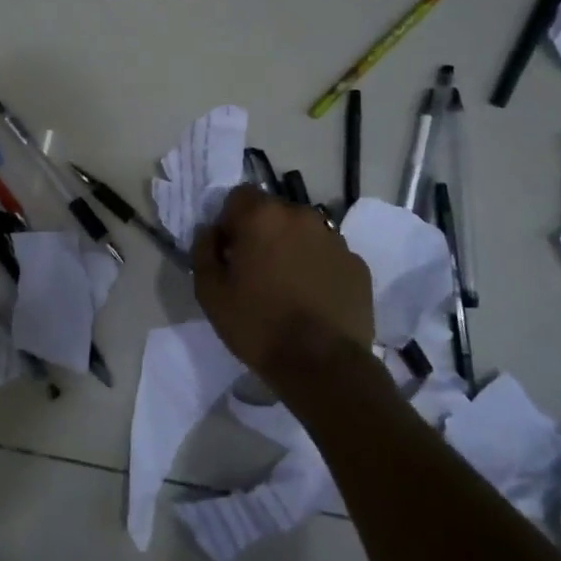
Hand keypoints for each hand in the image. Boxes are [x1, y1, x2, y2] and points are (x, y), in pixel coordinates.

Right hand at [191, 185, 373, 377]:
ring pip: (303, 232)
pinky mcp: (357, 265)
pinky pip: (328, 255)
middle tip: (256, 271)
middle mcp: (302, 216)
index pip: (238, 196)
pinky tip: (312, 300)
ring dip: (291, 248)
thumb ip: (203, 252)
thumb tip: (210, 232)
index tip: (229, 253)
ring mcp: (335, 239)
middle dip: (261, 233)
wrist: (322, 365)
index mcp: (262, 216)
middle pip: (273, 212)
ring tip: (287, 287)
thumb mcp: (210, 292)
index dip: (229, 222)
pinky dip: (318, 268)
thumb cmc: (258, 325)